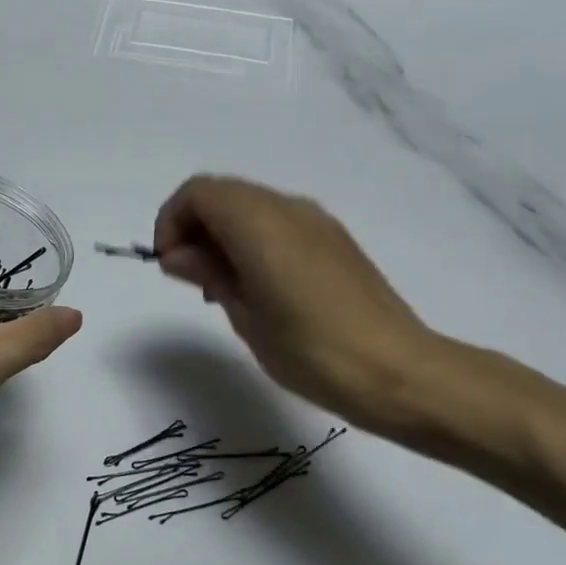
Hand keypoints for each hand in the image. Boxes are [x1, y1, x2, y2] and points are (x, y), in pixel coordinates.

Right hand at [153, 176, 451, 439]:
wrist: (395, 371)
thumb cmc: (309, 349)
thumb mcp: (244, 314)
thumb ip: (208, 272)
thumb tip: (178, 254)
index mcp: (259, 222)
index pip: (197, 193)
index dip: (171, 222)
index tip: (169, 266)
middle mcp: (288, 208)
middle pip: (223, 194)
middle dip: (194, 227)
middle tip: (191, 279)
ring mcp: (316, 221)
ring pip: (250, 206)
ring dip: (223, 234)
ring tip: (222, 288)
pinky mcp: (334, 240)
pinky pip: (277, 222)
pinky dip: (252, 240)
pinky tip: (258, 288)